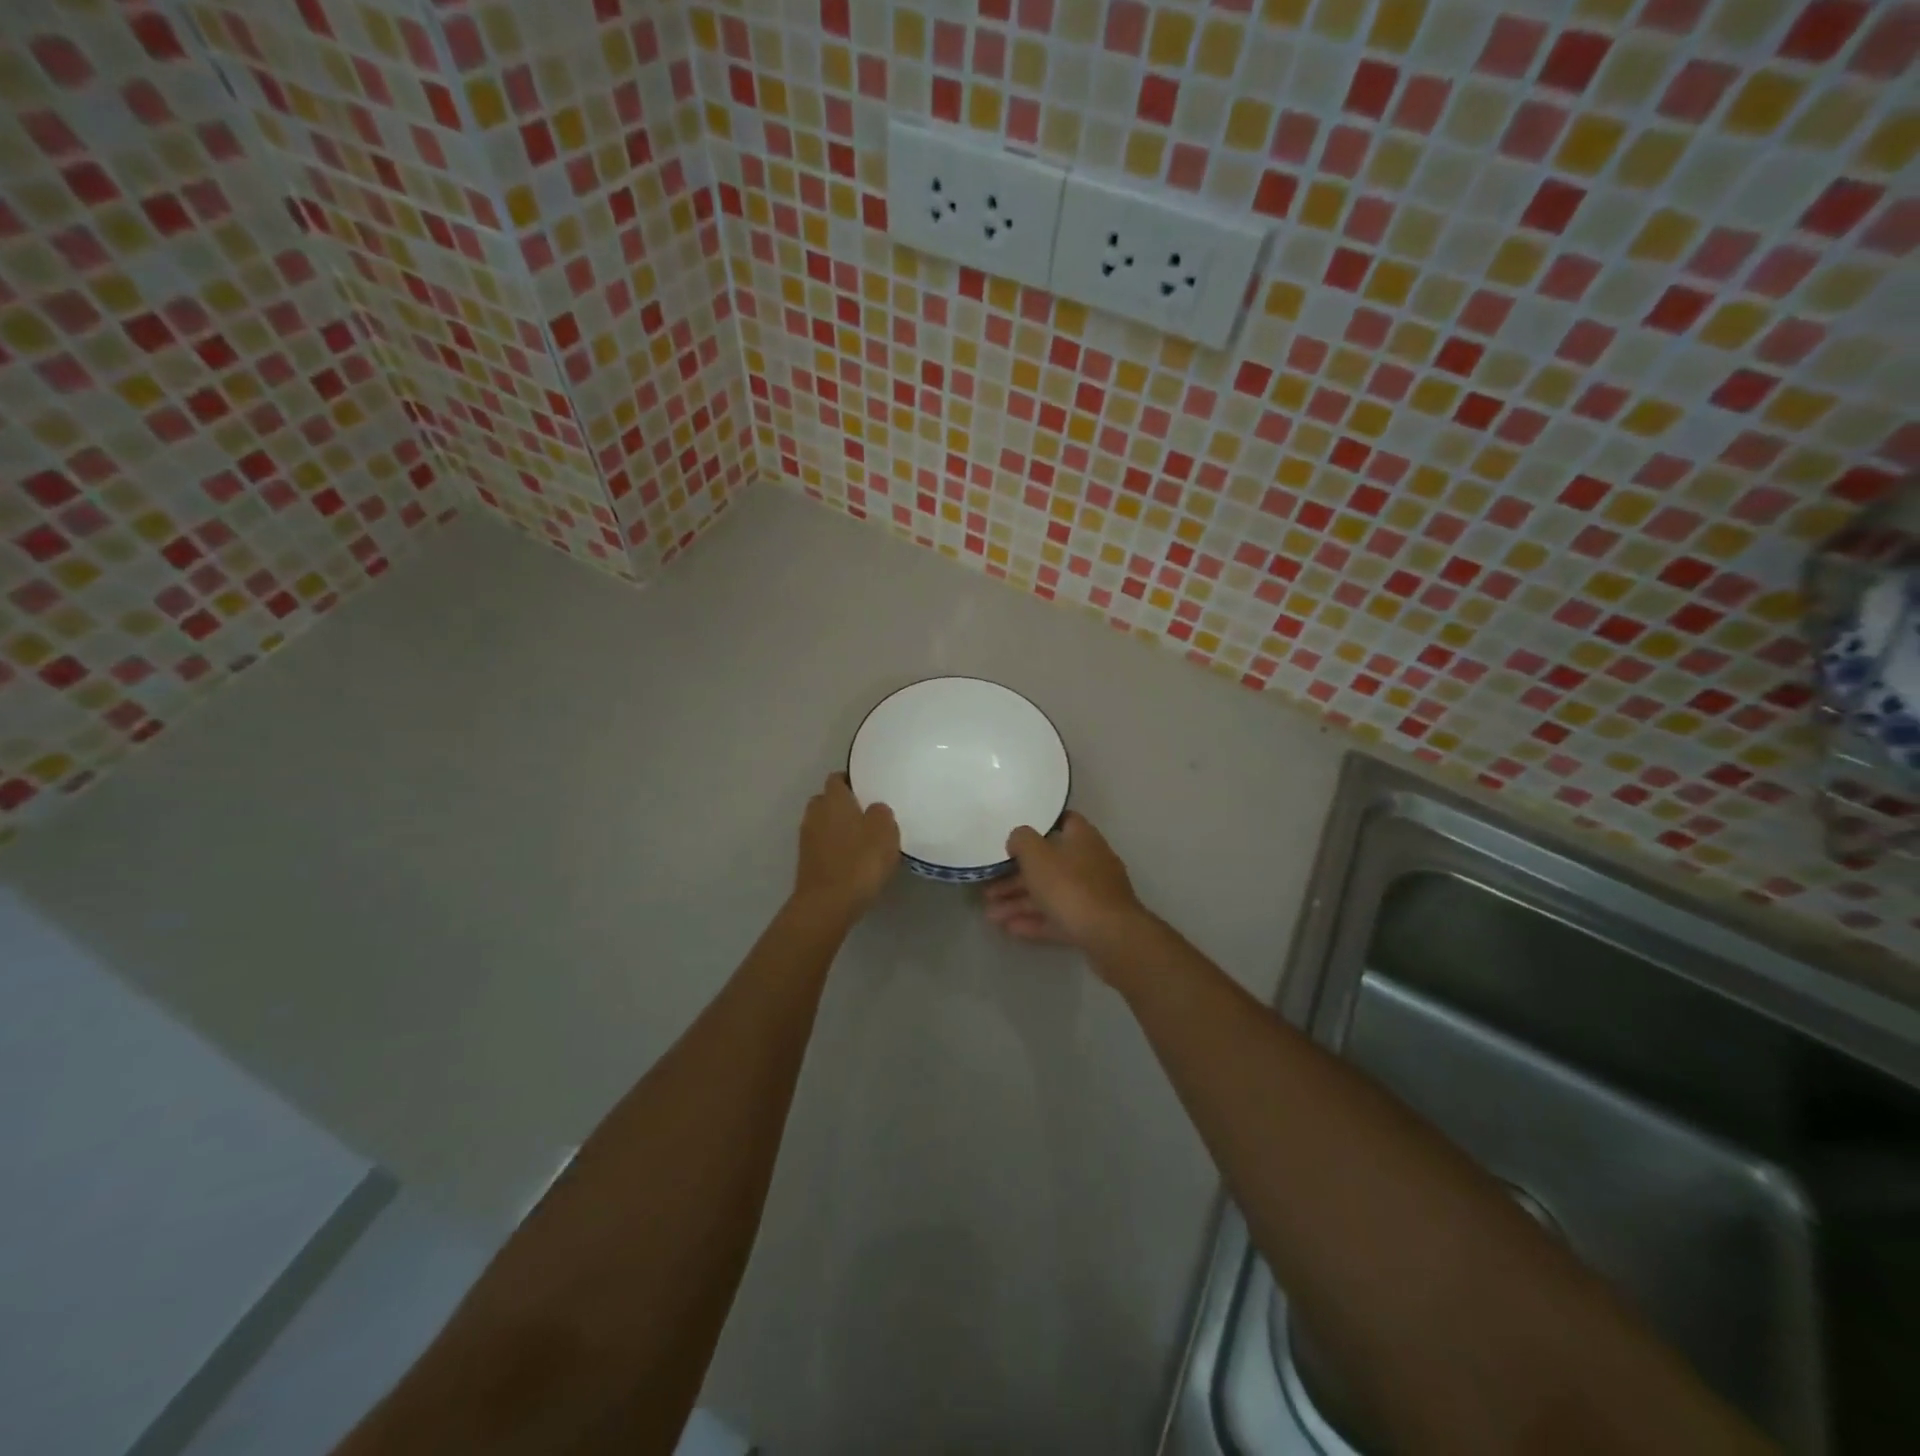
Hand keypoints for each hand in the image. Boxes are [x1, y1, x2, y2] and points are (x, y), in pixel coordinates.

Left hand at [793, 774, 899, 918]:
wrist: (827, 904)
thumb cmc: (860, 861)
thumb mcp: (884, 831)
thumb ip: (881, 813)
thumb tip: (874, 809)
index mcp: (834, 799)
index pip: (837, 779)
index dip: (852, 781)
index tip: (868, 790)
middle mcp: (815, 813)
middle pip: (827, 800)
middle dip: (843, 805)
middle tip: (866, 815)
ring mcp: (806, 838)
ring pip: (823, 823)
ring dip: (837, 828)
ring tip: (861, 840)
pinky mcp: (805, 861)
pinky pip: (821, 845)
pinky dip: (833, 848)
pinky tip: (851, 861)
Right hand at [984, 812, 1150, 961]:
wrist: (1109, 935)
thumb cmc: (1070, 886)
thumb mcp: (1037, 855)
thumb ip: (1022, 840)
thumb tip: (1018, 838)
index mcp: (1082, 838)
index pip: (1063, 821)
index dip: (1039, 825)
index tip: (1015, 835)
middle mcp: (1090, 862)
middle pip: (1049, 864)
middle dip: (1016, 877)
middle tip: (989, 888)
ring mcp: (1093, 894)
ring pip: (1050, 894)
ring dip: (1020, 902)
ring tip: (991, 915)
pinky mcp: (1091, 922)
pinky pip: (1058, 917)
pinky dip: (1035, 921)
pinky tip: (1010, 929)